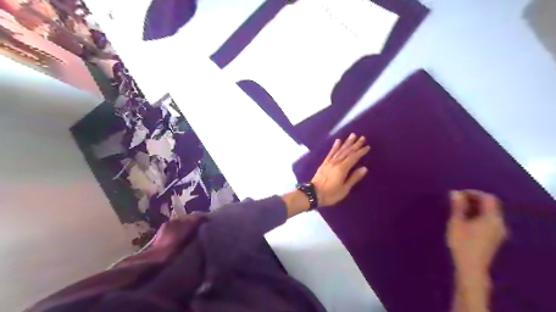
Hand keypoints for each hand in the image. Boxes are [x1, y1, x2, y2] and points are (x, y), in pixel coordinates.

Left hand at [311, 133, 370, 207]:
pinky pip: (331, 152)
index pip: (354, 157)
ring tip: (352, 135)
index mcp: (342, 168)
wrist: (313, 194)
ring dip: (346, 142)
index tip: (367, 146)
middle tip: (362, 137)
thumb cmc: (331, 194)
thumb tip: (364, 168)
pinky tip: (338, 141)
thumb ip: (354, 178)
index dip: (361, 151)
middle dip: (355, 144)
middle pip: (347, 151)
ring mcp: (329, 162)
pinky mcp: (324, 163)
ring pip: (340, 150)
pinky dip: (335, 146)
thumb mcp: (344, 189)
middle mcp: (336, 162)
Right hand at [446, 191, 506, 279]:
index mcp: (492, 218)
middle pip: (490, 205)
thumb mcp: (456, 223)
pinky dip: (478, 216)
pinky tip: (465, 220)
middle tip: (456, 201)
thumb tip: (455, 192)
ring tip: (458, 210)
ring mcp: (499, 232)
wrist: (471, 267)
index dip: (473, 193)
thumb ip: (457, 207)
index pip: (487, 198)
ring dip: (475, 208)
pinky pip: (489, 221)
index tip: (458, 195)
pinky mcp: (495, 238)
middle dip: (474, 200)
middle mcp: (499, 223)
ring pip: (489, 213)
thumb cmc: (462, 243)